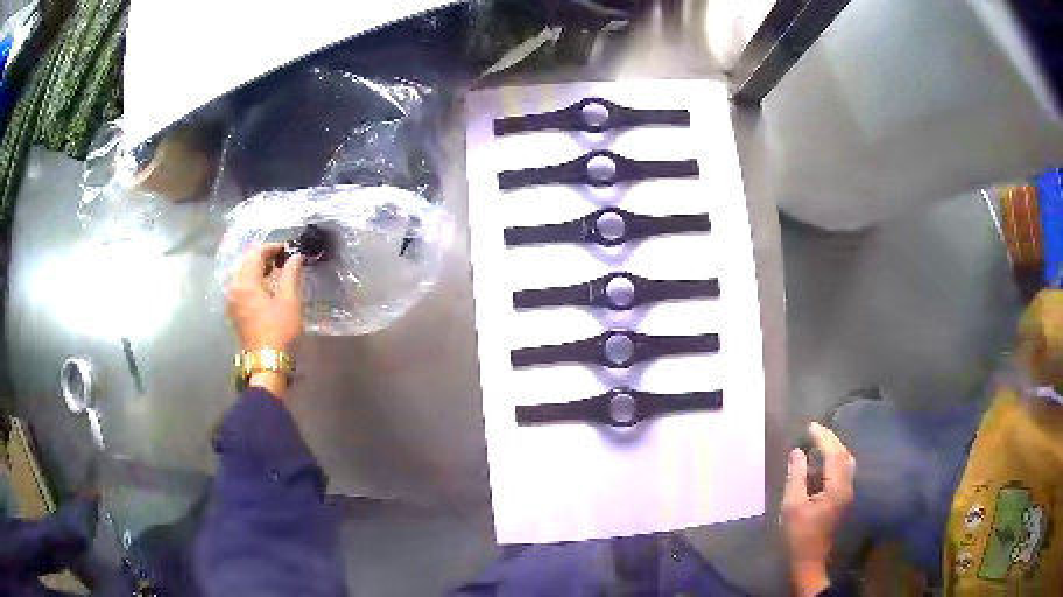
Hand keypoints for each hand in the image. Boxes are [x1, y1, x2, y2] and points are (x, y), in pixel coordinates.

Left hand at [226, 242, 303, 354]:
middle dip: (263, 257)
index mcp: (246, 282)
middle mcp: (234, 288)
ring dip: (257, 270)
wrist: (267, 363)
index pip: (255, 253)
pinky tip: (264, 289)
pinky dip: (251, 282)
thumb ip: (291, 274)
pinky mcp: (234, 313)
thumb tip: (295, 256)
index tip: (287, 249)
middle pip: (245, 262)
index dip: (271, 247)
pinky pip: (240, 288)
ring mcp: (231, 302)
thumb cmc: (279, 330)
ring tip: (274, 273)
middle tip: (281, 259)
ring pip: (241, 275)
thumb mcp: (289, 300)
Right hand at [781, 422, 855, 596]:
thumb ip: (796, 477)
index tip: (810, 427)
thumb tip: (797, 452)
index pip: (834, 454)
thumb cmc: (798, 535)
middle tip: (814, 429)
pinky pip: (844, 471)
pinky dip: (835, 460)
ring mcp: (847, 493)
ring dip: (835, 449)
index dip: (823, 438)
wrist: (809, 560)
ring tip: (819, 442)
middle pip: (844, 455)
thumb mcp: (792, 506)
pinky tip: (823, 461)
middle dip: (831, 439)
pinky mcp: (843, 499)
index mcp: (836, 487)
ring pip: (846, 462)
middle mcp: (847, 486)